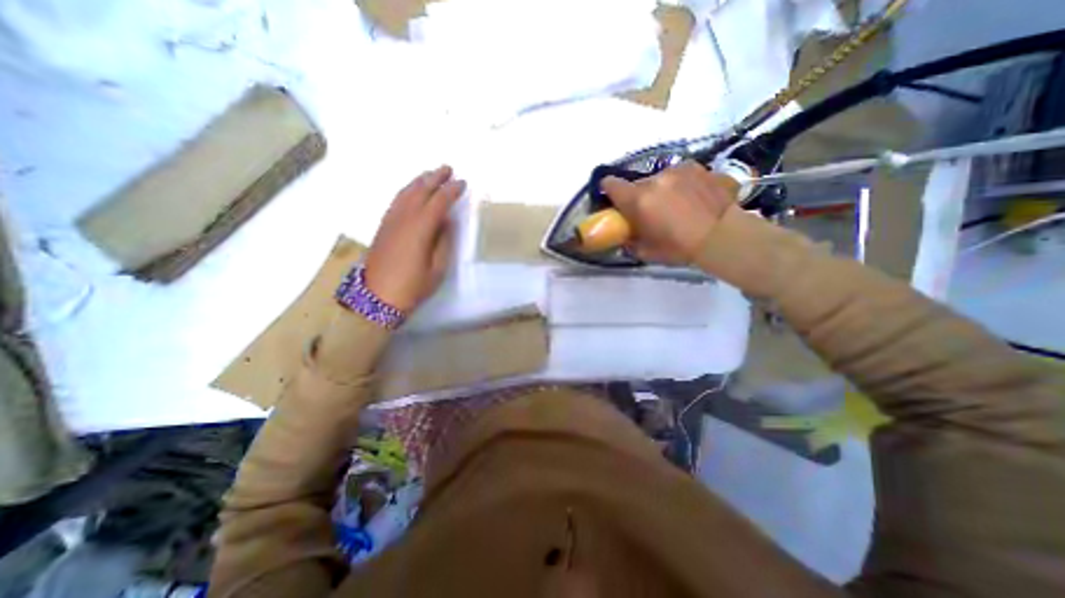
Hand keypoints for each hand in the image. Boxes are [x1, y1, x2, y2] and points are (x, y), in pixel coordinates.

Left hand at [364, 163, 465, 311]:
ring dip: (420, 181)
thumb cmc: (412, 286)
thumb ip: (444, 242)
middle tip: (448, 169)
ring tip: (431, 174)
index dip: (451, 191)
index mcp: (420, 229)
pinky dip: (407, 190)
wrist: (376, 297)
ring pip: (406, 193)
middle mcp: (404, 218)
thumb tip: (446, 222)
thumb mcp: (437, 269)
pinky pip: (397, 201)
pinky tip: (412, 191)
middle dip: (435, 178)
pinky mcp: (383, 226)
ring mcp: (391, 221)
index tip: (463, 183)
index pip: (438, 202)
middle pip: (420, 191)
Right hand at [598, 161, 742, 264]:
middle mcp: (655, 179)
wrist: (722, 237)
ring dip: (662, 189)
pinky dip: (683, 184)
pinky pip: (682, 175)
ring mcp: (679, 170)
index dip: (609, 191)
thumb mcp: (646, 251)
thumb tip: (626, 235)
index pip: (611, 184)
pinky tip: (694, 198)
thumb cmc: (679, 248)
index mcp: (638, 199)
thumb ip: (630, 240)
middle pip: (638, 184)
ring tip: (677, 205)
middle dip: (640, 196)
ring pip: (660, 178)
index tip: (615, 200)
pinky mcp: (700, 168)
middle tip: (652, 212)